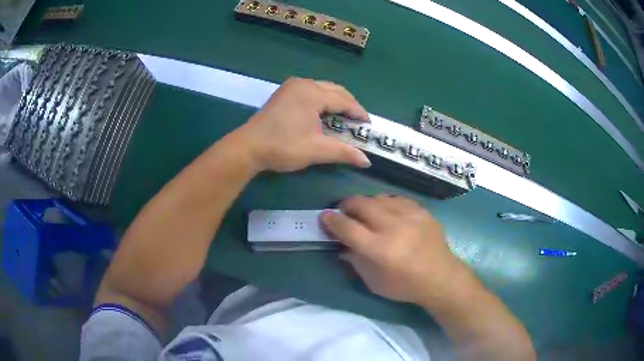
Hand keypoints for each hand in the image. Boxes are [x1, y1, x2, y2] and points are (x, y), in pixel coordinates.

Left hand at [238, 77, 370, 171]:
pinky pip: (311, 90)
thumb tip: (367, 161)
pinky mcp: (284, 92)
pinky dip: (322, 99)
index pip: (344, 100)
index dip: (358, 112)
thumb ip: (344, 152)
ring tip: (343, 117)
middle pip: (335, 90)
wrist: (248, 147)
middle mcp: (304, 83)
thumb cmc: (283, 146)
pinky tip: (324, 112)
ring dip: (336, 100)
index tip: (368, 124)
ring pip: (323, 88)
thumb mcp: (316, 150)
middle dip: (349, 104)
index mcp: (313, 93)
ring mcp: (292, 86)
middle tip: (357, 121)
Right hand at [320, 195, 469, 305]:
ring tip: (366, 213)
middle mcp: (394, 228)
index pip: (348, 228)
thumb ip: (354, 261)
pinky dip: (387, 203)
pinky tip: (387, 212)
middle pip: (362, 204)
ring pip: (379, 197)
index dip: (332, 220)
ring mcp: (411, 216)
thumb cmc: (404, 286)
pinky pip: (397, 199)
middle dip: (347, 205)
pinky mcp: (422, 212)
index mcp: (380, 250)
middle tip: (344, 212)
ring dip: (367, 203)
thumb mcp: (373, 282)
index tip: (325, 216)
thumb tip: (340, 245)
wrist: (441, 278)